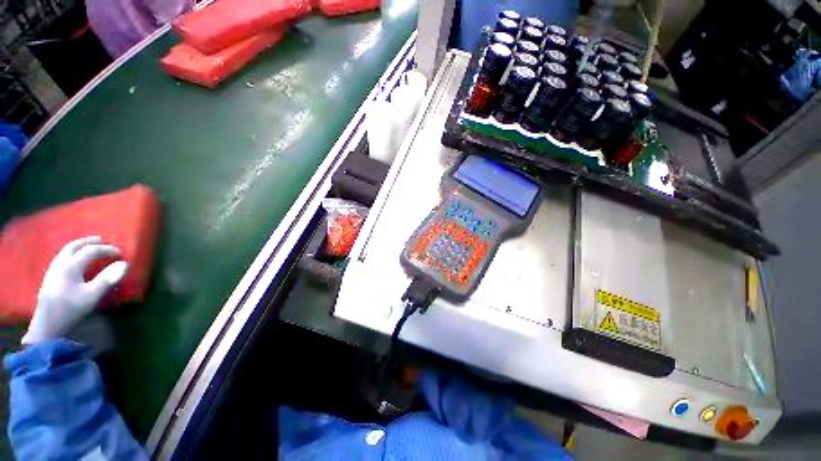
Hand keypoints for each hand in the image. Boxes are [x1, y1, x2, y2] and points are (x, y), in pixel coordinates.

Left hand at [22, 237, 128, 344]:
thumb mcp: (92, 295)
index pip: (91, 251)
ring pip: (65, 252)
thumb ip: (108, 279)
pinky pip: (61, 259)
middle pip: (73, 246)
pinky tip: (75, 261)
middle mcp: (60, 264)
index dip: (106, 250)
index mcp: (70, 266)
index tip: (120, 254)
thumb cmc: (71, 309)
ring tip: (88, 248)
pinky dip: (71, 254)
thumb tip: (125, 264)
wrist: (47, 326)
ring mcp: (52, 271)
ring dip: (78, 247)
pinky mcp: (50, 278)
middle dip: (88, 242)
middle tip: (101, 240)